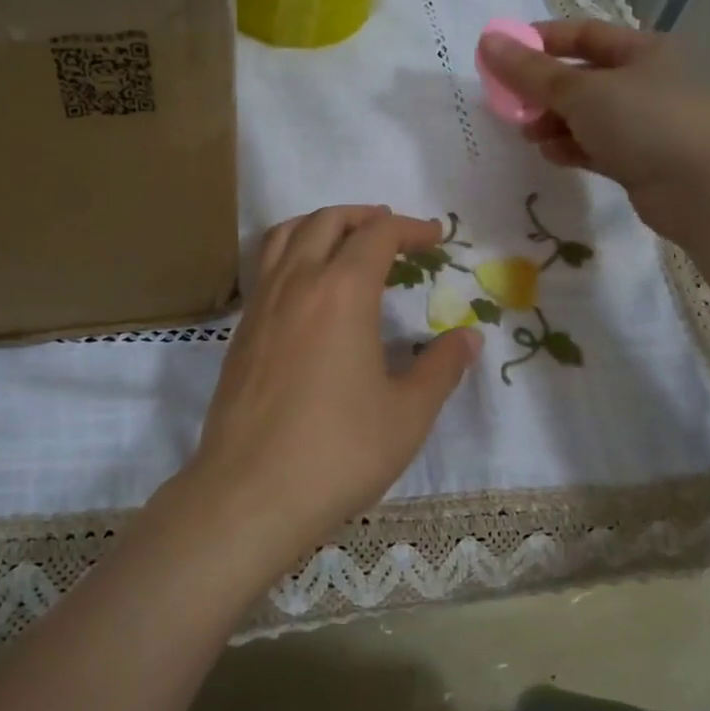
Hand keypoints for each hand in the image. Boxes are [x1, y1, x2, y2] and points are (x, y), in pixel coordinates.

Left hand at [178, 206, 479, 579]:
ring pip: (286, 236)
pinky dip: (292, 253)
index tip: (436, 238)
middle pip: (327, 222)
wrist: (250, 493)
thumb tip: (468, 337)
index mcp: (341, 292)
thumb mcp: (407, 414)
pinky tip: (308, 288)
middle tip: (394, 232)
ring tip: (346, 241)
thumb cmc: (338, 452)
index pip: (377, 236)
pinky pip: (267, 268)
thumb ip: (441, 368)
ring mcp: (261, 305)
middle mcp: (297, 284)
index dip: (411, 229)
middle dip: (365, 217)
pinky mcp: (241, 331)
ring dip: (321, 225)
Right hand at [477, 20, 709, 237]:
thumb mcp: (581, 92)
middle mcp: (646, 81)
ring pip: (586, 116)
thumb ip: (531, 72)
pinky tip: (553, 156)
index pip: (583, 34)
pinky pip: (596, 146)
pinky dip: (572, 147)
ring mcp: (645, 123)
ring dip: (554, 122)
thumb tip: (487, 41)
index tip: (502, 54)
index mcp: (642, 50)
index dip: (541, 41)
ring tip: (530, 135)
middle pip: (581, 78)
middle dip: (543, 91)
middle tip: (511, 105)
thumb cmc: (644, 122)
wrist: (701, 188)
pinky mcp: (640, 159)